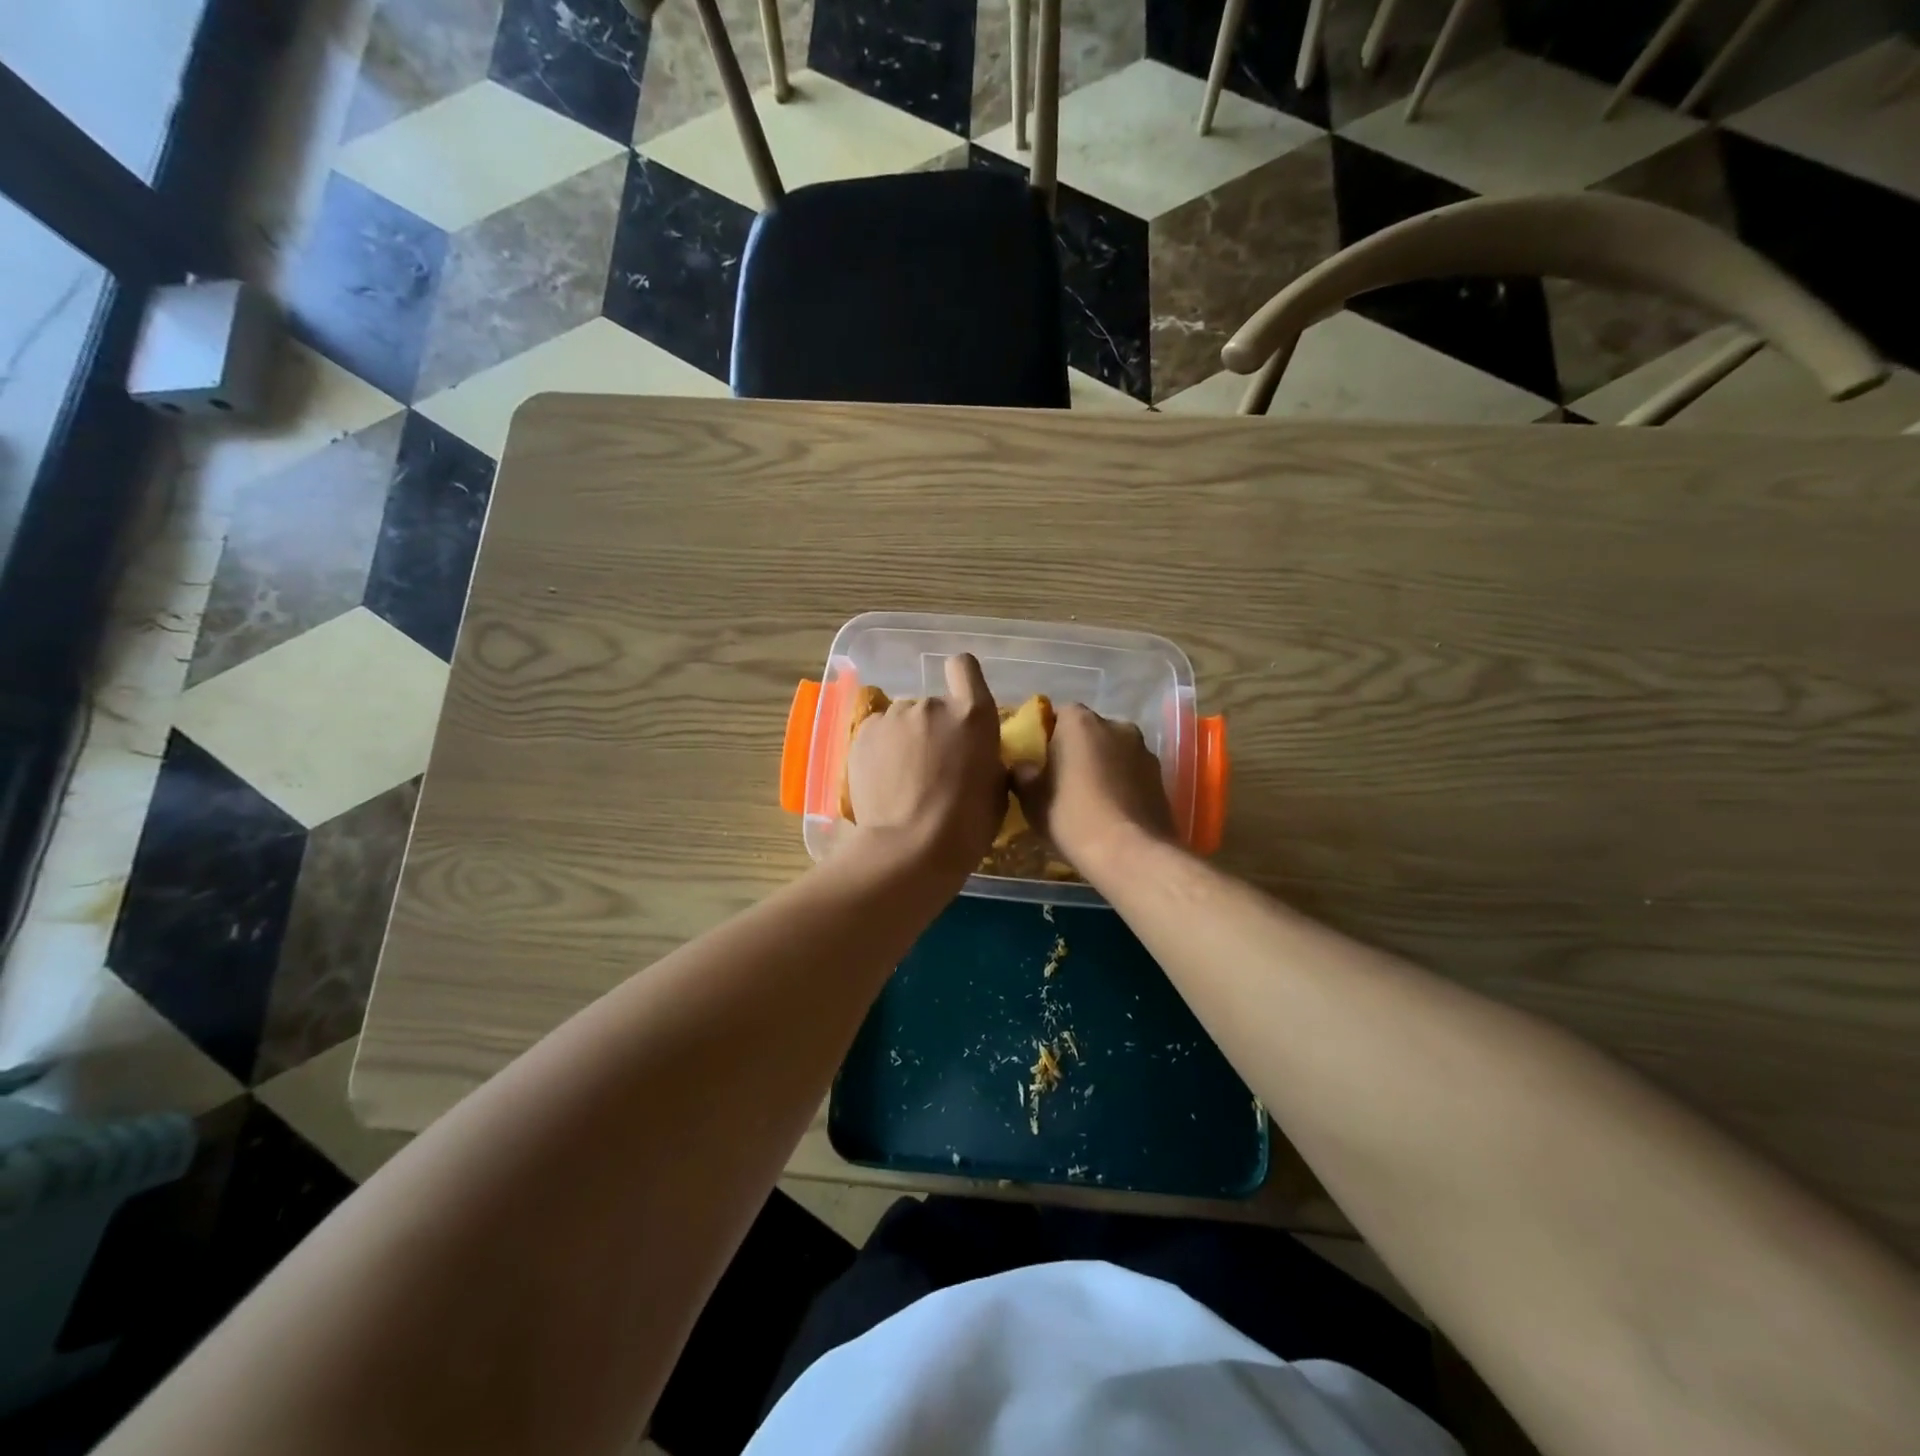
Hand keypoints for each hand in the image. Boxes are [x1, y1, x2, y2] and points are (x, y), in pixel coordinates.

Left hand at [846, 654, 1005, 878]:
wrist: (910, 848)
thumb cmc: (966, 825)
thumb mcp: (996, 788)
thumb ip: (985, 756)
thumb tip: (975, 754)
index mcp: (973, 714)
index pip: (964, 667)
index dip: (961, 680)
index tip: (958, 707)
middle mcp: (932, 704)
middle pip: (932, 704)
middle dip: (933, 728)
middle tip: (932, 766)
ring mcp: (894, 716)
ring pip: (903, 720)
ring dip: (906, 739)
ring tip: (903, 778)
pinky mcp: (864, 733)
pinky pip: (878, 733)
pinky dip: (882, 750)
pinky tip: (884, 780)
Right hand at [1011, 703, 1174, 876]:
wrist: (1131, 853)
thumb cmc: (1073, 817)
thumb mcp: (1032, 799)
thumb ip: (1023, 774)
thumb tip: (1022, 767)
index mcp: (1081, 722)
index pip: (1060, 713)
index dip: (1048, 734)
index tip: (1039, 758)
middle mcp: (1116, 725)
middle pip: (1090, 731)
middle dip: (1077, 749)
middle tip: (1062, 778)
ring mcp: (1144, 750)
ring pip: (1114, 751)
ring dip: (1102, 765)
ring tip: (1089, 797)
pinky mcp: (1161, 778)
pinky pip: (1132, 773)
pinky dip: (1122, 783)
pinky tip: (1111, 810)